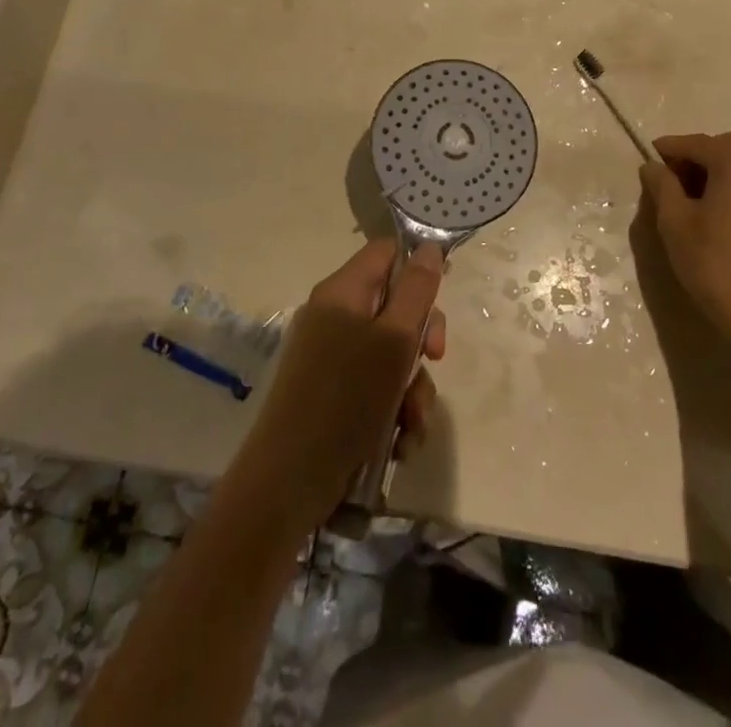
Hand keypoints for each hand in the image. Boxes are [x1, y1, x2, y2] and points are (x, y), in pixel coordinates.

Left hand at [238, 239, 446, 526]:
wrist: (288, 482)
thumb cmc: (347, 399)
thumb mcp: (394, 340)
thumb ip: (416, 291)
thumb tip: (428, 248)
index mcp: (343, 291)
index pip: (386, 252)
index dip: (418, 267)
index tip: (441, 296)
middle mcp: (334, 315)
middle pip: (394, 305)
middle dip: (420, 339)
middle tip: (434, 360)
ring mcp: (330, 355)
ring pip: (390, 354)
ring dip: (411, 388)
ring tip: (412, 425)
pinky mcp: (331, 393)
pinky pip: (375, 387)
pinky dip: (393, 411)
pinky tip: (399, 443)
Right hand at [639, 130, 730, 349]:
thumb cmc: (713, 262)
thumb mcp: (674, 222)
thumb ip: (662, 185)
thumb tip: (652, 166)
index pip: (696, 144)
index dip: (670, 149)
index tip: (649, 155)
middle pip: (727, 145)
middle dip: (699, 153)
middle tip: (674, 175)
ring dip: (720, 167)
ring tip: (695, 193)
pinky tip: (721, 208)